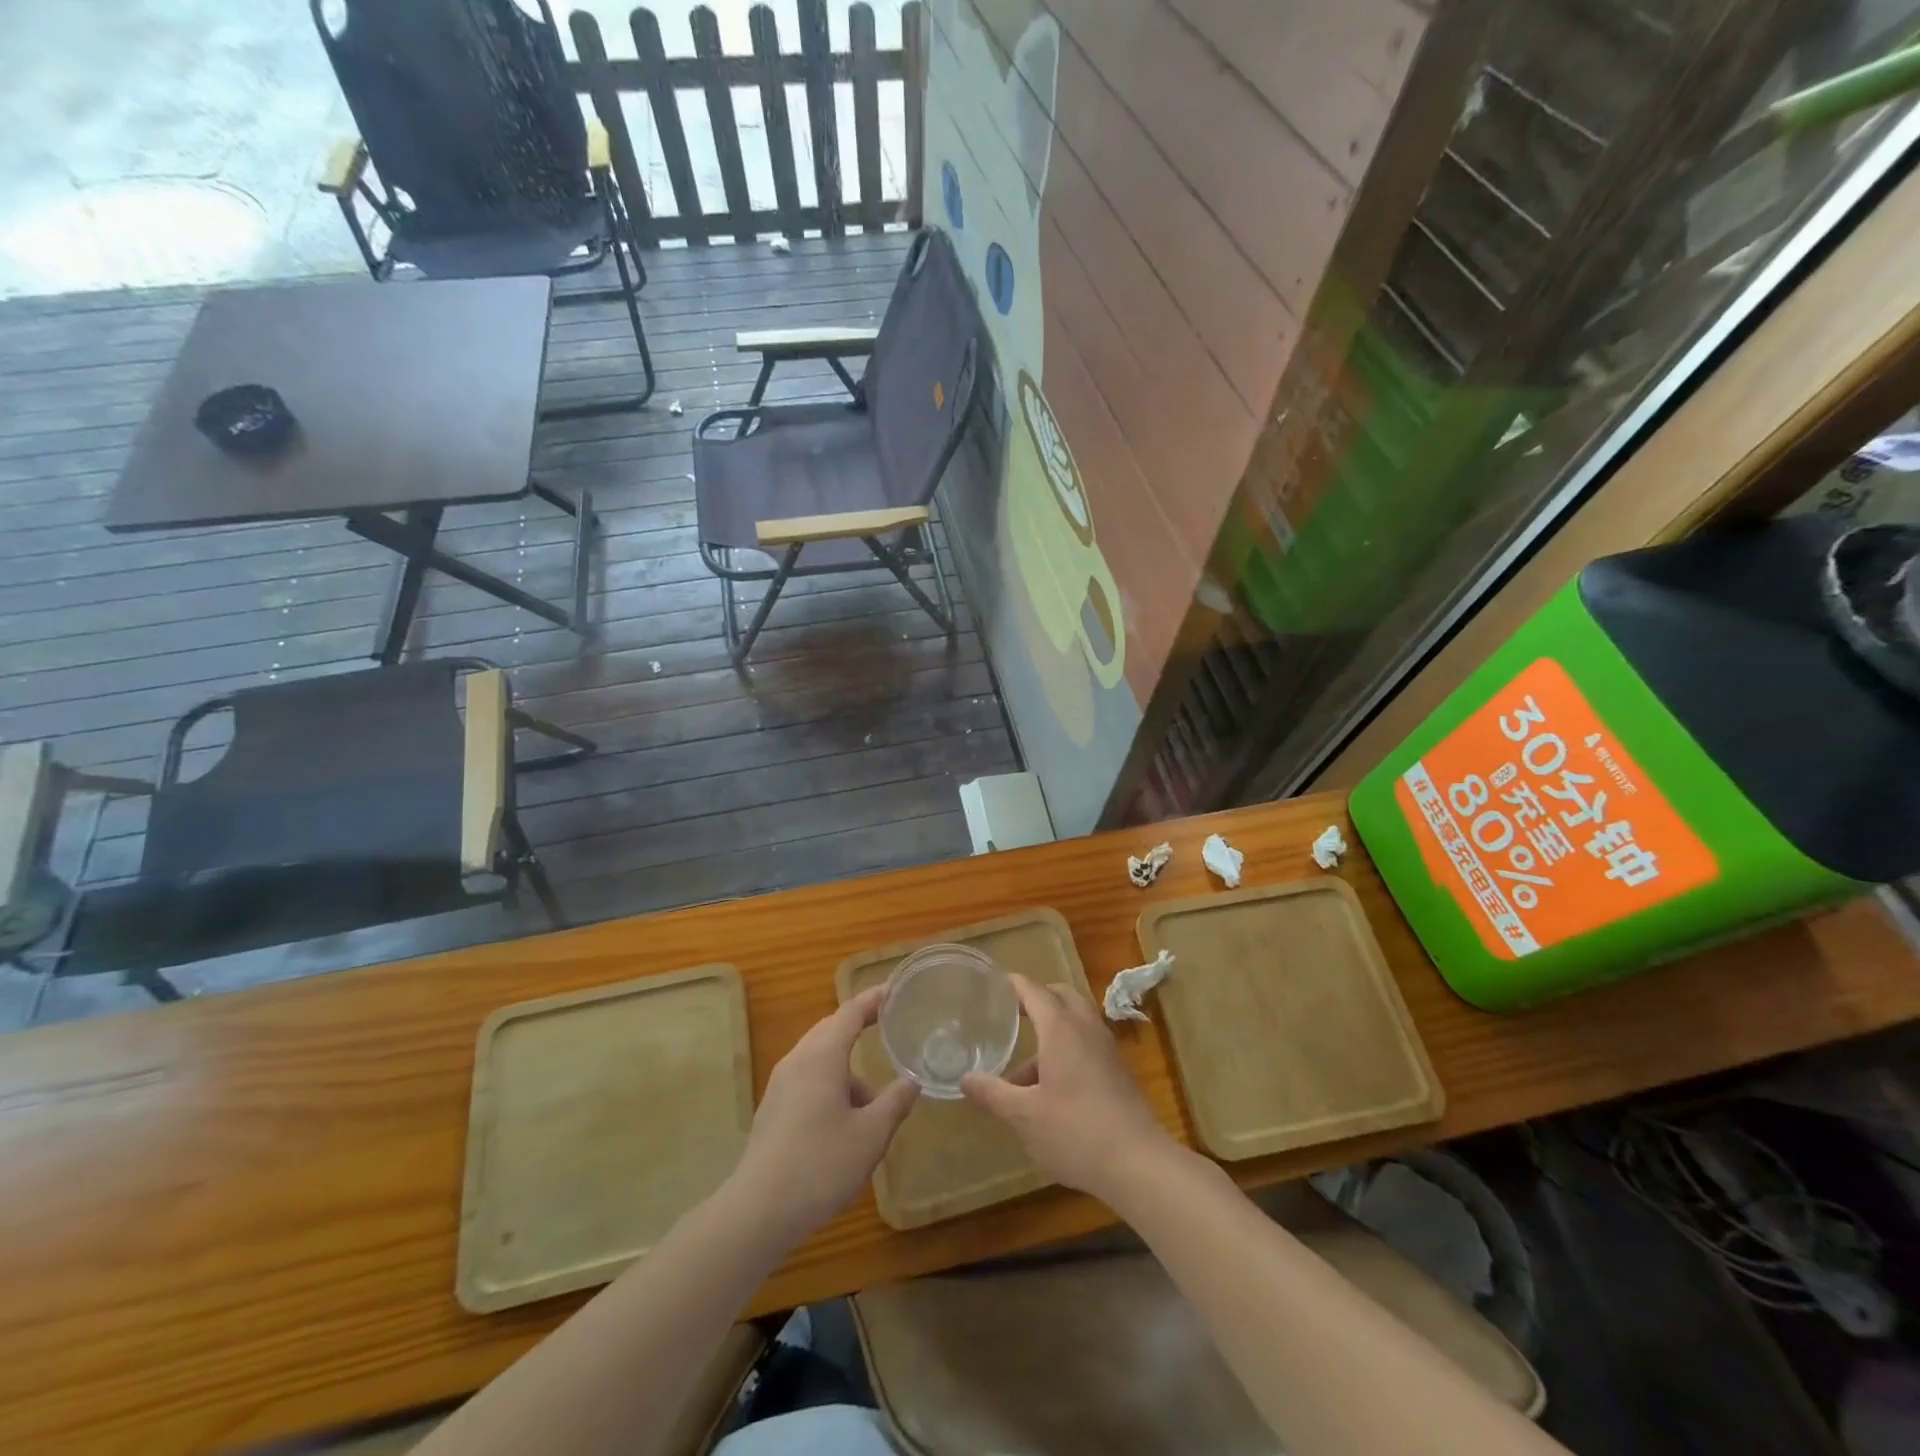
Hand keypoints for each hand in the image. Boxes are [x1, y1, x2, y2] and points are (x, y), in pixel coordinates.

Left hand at [727, 986, 918, 1242]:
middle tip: (888, 1028)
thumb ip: (894, 1102)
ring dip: (846, 1067)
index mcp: (822, 1057)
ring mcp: (780, 1084)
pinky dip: (830, 1083)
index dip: (874, 999)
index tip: (895, 989)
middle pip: (831, 1029)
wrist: (758, 1211)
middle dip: (859, 1025)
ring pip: (818, 1057)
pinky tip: (843, 1120)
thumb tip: (912, 1081)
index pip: (851, 1012)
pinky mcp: (772, 1108)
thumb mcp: (871, 1136)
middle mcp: (798, 1060)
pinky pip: (807, 1078)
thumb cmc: (820, 1165)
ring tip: (872, 1101)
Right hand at [961, 973, 1179, 1204]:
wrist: (1138, 1163)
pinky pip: (1087, 1042)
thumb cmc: (1075, 1132)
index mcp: (1061, 1028)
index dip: (1013, 986)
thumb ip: (993, 1093)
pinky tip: (1049, 1087)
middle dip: (1036, 999)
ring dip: (1051, 1030)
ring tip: (1022, 1069)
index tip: (993, 986)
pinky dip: (1066, 1047)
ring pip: (1076, 1021)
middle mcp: (1086, 1028)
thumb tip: (965, 1079)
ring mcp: (1106, 1048)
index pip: (1034, 991)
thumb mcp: (1024, 1116)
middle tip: (1011, 1014)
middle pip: (1060, 996)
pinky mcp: (1118, 1070)